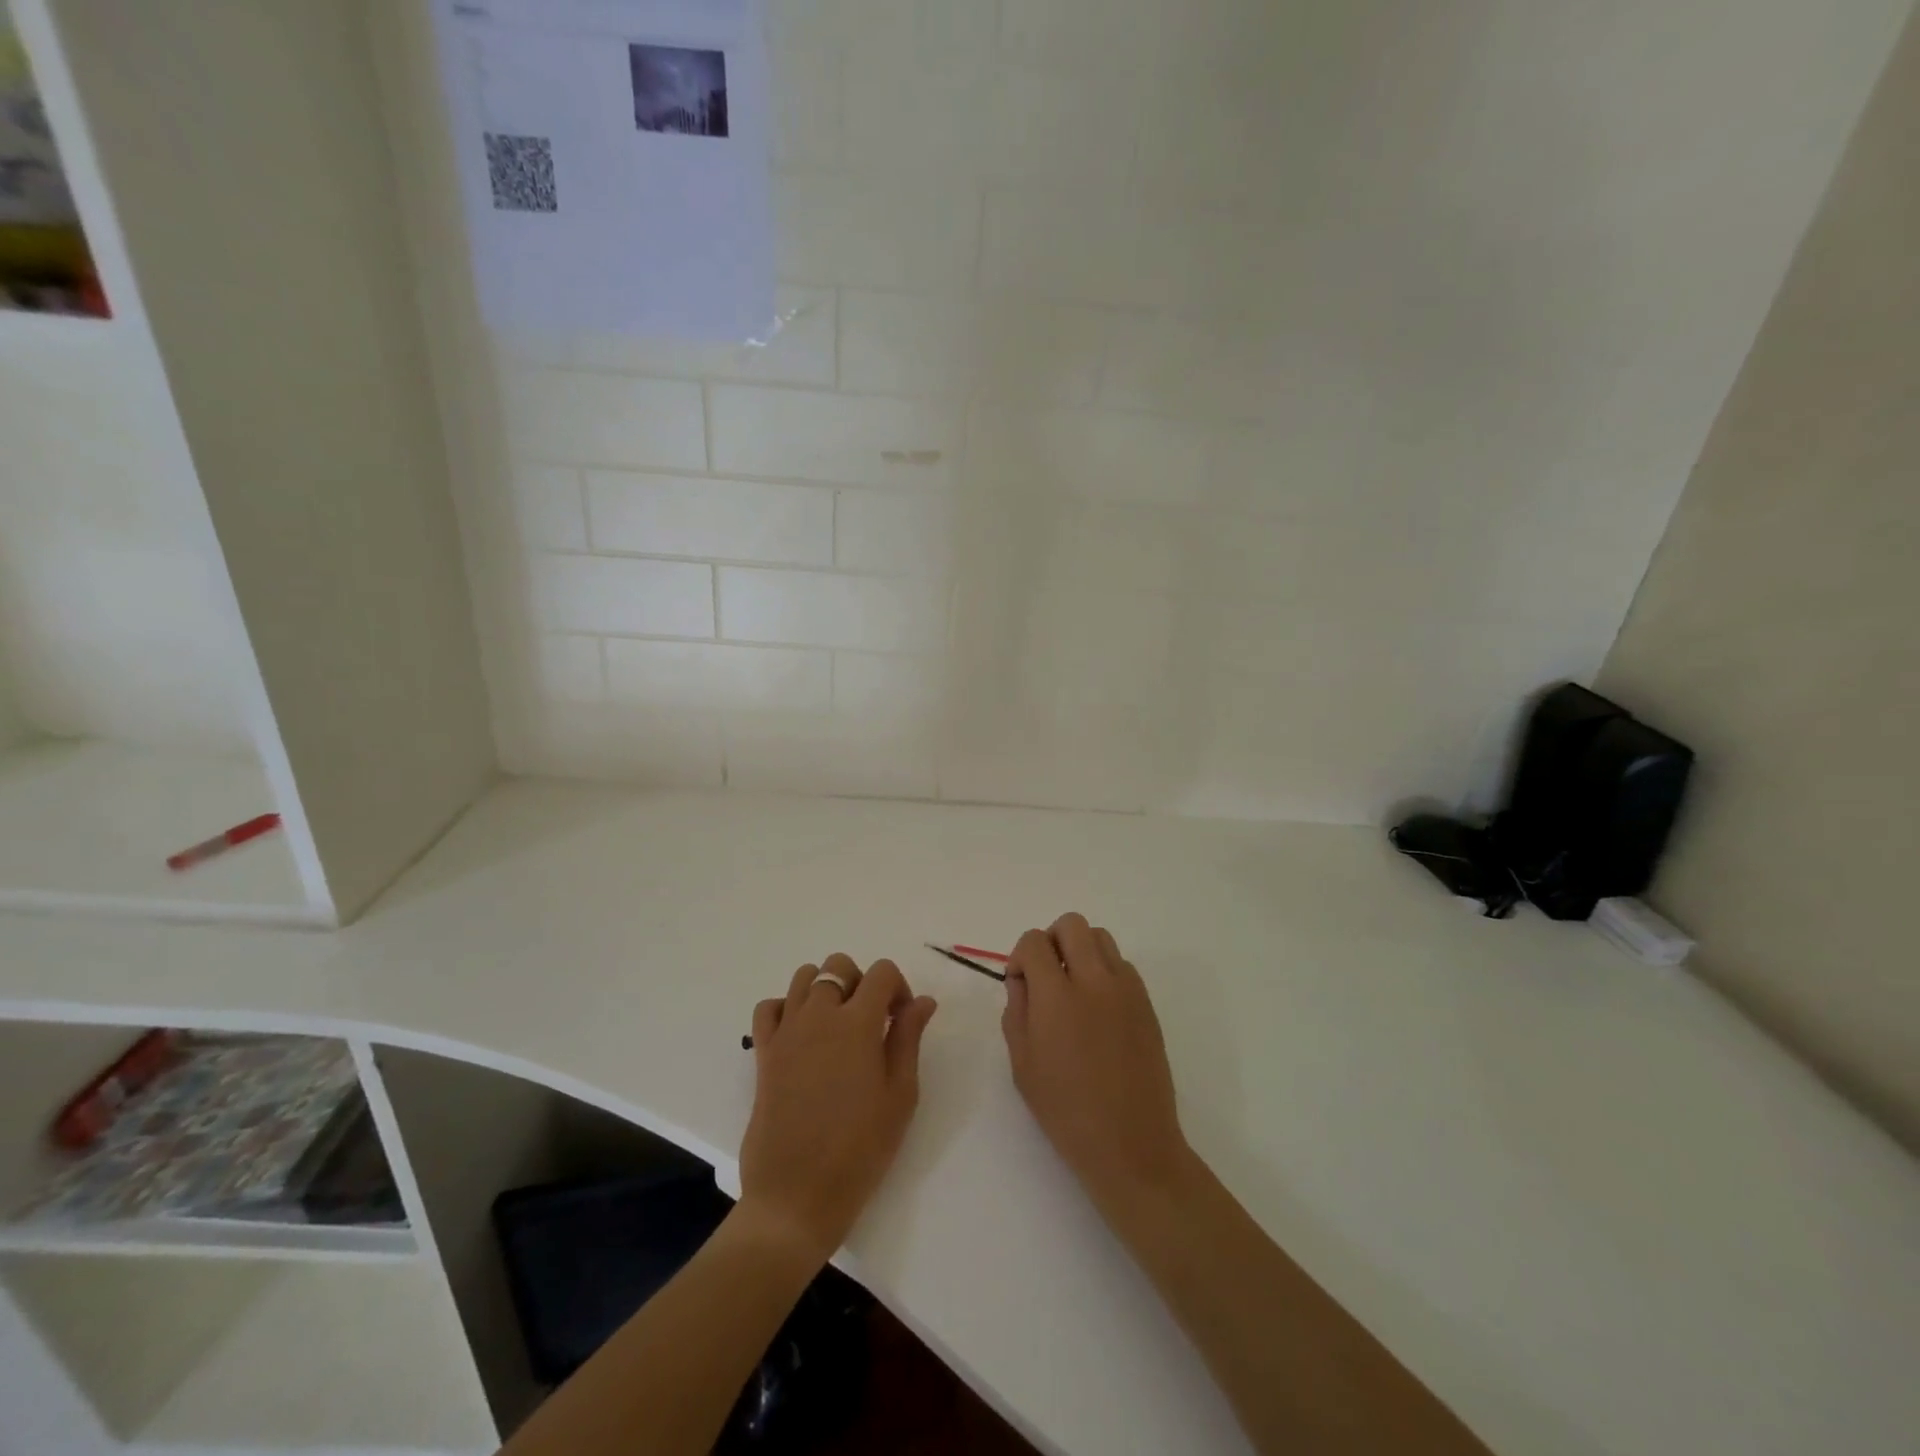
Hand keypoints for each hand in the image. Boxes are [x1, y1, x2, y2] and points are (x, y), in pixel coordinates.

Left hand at [739, 955, 937, 1262]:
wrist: (797, 1195)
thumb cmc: (859, 1149)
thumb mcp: (900, 1095)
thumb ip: (909, 1038)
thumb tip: (923, 1001)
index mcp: (857, 1022)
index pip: (881, 973)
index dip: (898, 988)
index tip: (901, 1020)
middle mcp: (819, 1014)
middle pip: (838, 966)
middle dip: (860, 982)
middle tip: (871, 1022)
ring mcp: (786, 1031)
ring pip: (804, 977)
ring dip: (825, 989)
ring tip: (837, 1026)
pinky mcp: (763, 1051)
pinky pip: (770, 1007)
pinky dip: (787, 1008)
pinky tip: (802, 1036)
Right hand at [1003, 915, 1194, 1211]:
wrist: (1131, 1144)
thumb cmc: (1066, 1111)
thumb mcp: (1022, 1063)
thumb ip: (1016, 1009)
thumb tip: (1023, 979)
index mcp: (1057, 996)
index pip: (1034, 942)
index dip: (1020, 956)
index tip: (1020, 984)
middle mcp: (1094, 980)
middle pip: (1071, 924)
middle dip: (1051, 940)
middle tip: (1046, 976)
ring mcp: (1126, 989)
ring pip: (1101, 937)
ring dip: (1080, 950)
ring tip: (1073, 988)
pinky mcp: (1146, 1003)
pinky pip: (1122, 965)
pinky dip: (1105, 971)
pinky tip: (1098, 1009)